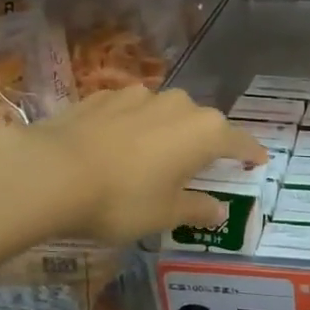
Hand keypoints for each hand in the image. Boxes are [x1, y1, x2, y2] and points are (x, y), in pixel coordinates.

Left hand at [20, 86, 265, 244]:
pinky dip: (132, 126)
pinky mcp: (104, 95)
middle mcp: (178, 104)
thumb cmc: (122, 199)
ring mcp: (139, 95)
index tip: (257, 161)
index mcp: (204, 131)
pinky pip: (130, 111)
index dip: (250, 152)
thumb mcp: (165, 214)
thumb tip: (219, 210)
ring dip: (166, 131)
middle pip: (202, 123)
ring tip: (152, 156)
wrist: (52, 171)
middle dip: (204, 143)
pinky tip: (115, 146)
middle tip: (198, 167)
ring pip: (164, 113)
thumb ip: (197, 209)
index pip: (239, 140)